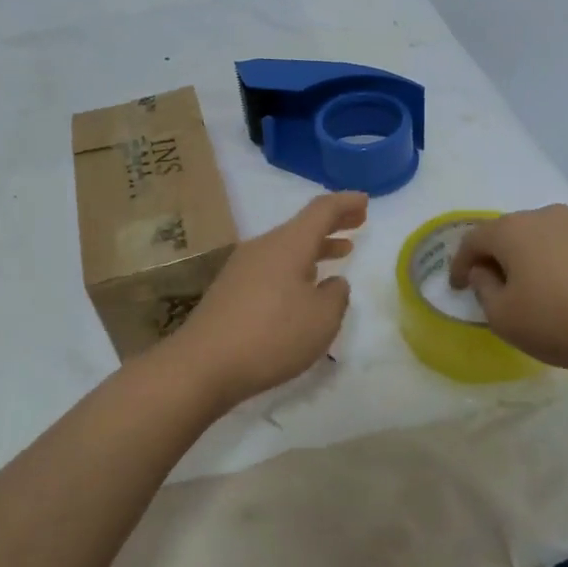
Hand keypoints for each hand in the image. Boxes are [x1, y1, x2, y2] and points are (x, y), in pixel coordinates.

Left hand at [159, 190, 367, 406]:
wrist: (203, 364)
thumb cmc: (271, 336)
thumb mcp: (321, 319)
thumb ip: (336, 296)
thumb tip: (333, 283)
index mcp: (288, 244)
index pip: (322, 210)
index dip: (346, 204)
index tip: (365, 202)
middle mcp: (263, 247)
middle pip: (302, 226)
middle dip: (332, 223)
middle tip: (358, 222)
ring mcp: (242, 267)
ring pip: (287, 247)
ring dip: (315, 248)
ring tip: (339, 252)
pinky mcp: (231, 290)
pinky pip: (272, 266)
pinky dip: (296, 266)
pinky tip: (304, 286)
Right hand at [447, 204, 567, 376]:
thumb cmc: (562, 323)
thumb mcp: (505, 318)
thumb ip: (484, 289)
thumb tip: (484, 272)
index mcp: (513, 231)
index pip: (473, 240)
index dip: (459, 264)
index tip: (456, 287)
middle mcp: (547, 217)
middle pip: (510, 234)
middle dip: (497, 258)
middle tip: (494, 286)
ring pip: (545, 240)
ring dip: (534, 261)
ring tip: (537, 291)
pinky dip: (566, 268)